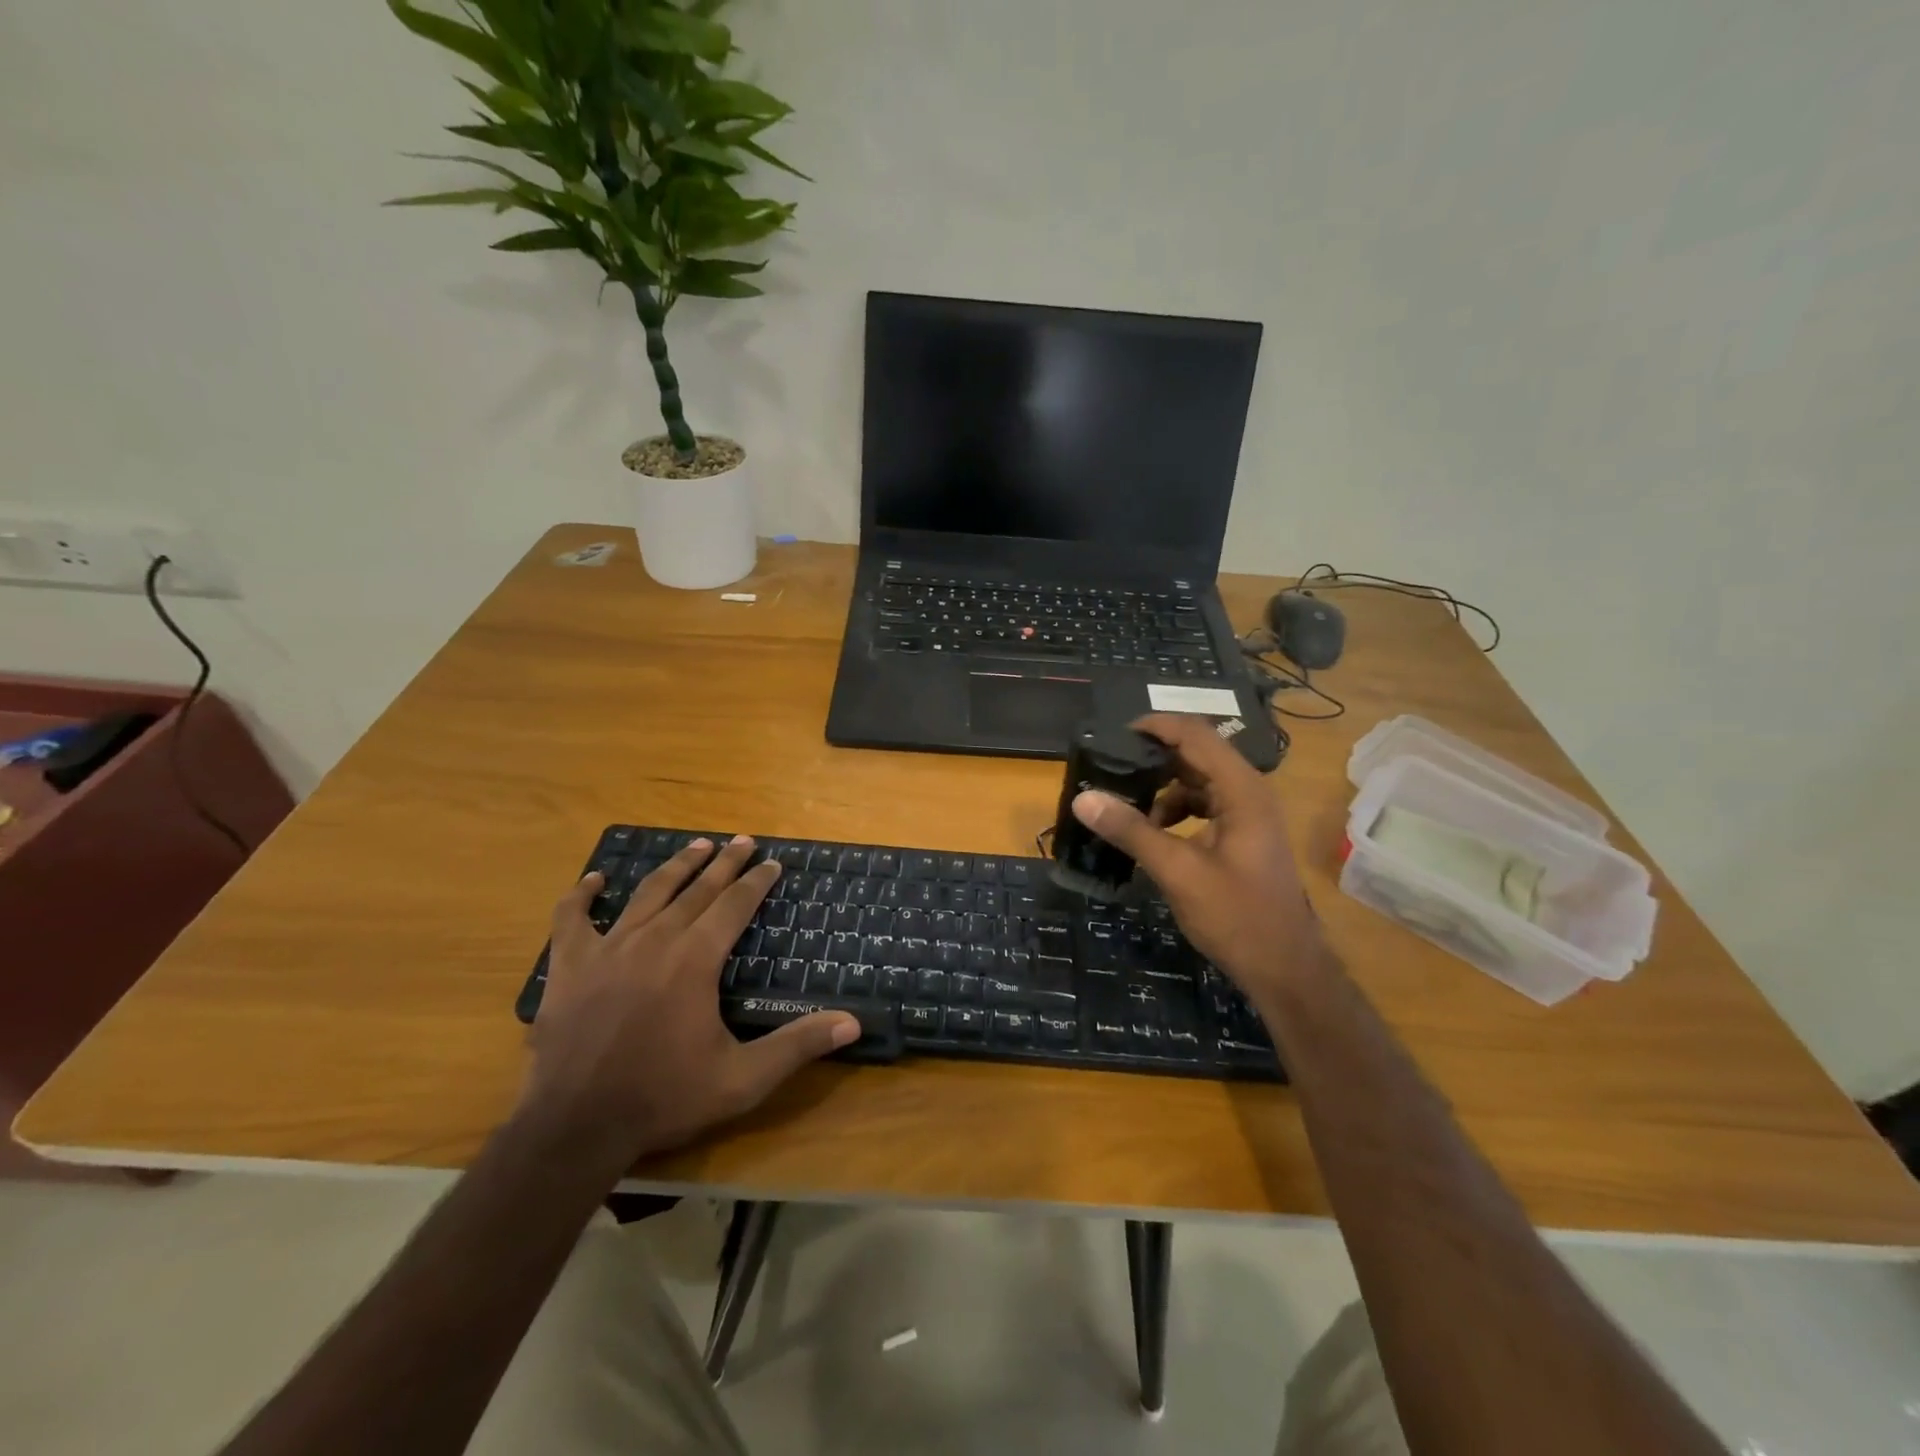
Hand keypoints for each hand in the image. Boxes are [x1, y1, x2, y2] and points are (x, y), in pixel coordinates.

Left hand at [518, 836, 859, 1171]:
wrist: (574, 1127)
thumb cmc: (663, 1098)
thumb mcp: (742, 1079)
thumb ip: (796, 1046)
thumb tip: (852, 1023)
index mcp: (696, 959)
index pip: (735, 905)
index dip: (756, 881)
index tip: (772, 862)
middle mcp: (656, 939)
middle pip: (697, 889)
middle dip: (724, 863)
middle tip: (742, 840)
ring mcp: (608, 948)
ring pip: (648, 893)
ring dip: (676, 866)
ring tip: (696, 845)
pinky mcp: (569, 966)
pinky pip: (572, 918)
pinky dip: (582, 895)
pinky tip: (594, 879)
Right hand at [1071, 713, 1325, 999]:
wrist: (1285, 969)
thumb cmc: (1237, 916)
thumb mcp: (1177, 871)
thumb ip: (1131, 831)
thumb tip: (1083, 798)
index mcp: (1242, 790)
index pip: (1195, 735)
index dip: (1155, 726)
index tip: (1114, 735)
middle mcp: (1249, 792)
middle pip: (1197, 754)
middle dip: (1153, 758)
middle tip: (1110, 768)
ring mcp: (1248, 814)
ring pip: (1198, 782)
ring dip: (1162, 789)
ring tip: (1126, 807)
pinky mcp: (1242, 836)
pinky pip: (1204, 806)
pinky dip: (1176, 811)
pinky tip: (1152, 832)